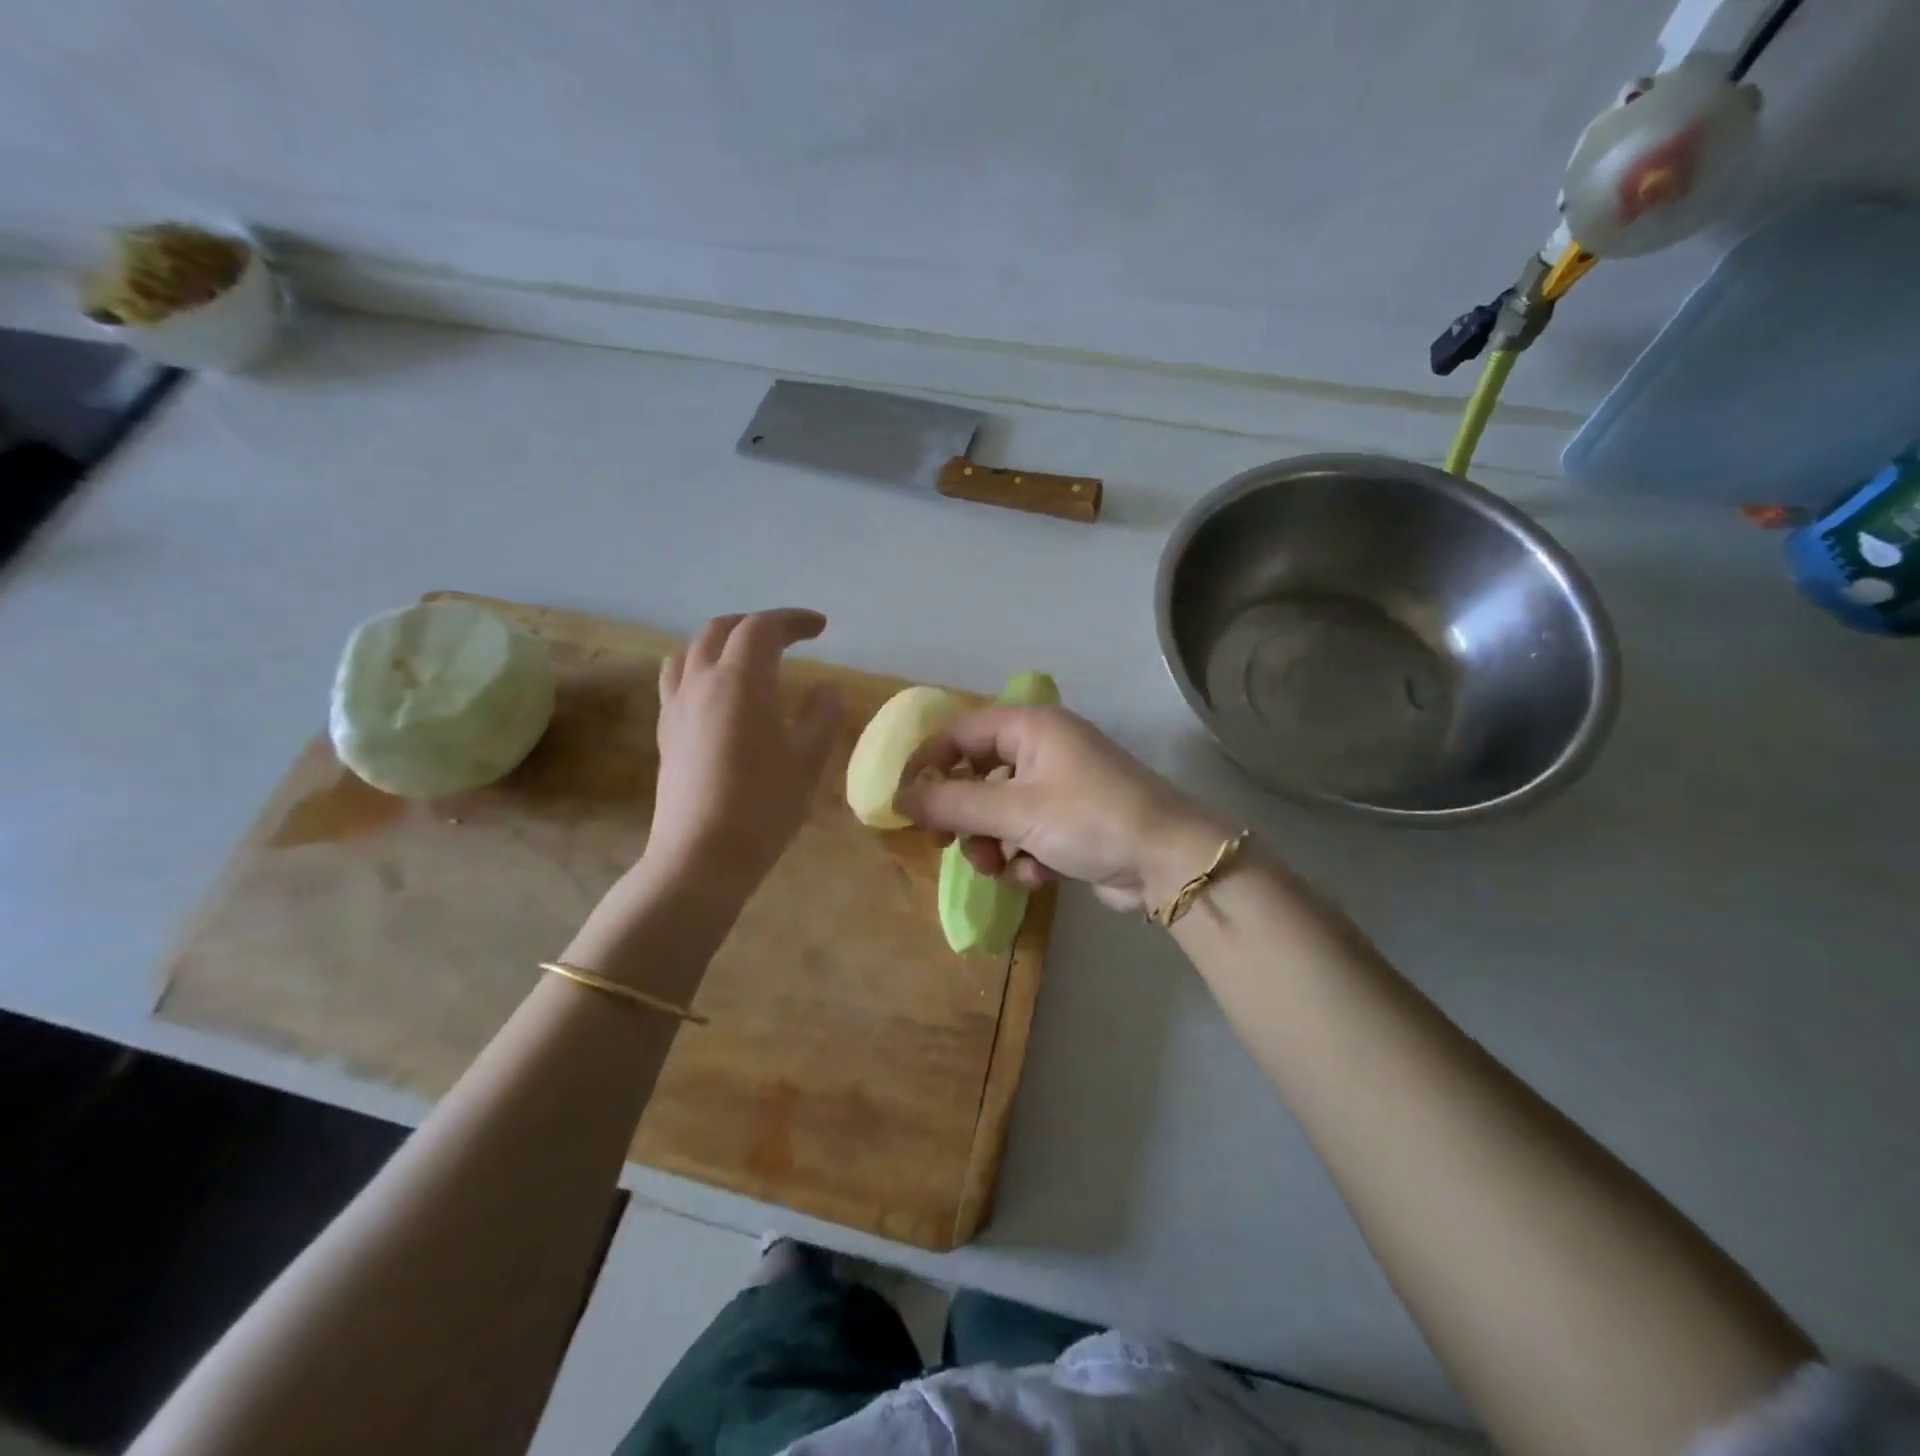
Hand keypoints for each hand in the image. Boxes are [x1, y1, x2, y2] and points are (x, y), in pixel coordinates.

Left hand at [644, 609, 842, 899]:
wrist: (702, 856)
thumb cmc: (764, 806)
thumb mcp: (808, 761)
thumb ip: (822, 716)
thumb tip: (827, 689)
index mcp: (741, 681)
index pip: (763, 628)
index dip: (793, 621)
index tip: (820, 628)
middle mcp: (701, 682)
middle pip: (722, 630)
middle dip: (757, 625)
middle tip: (789, 638)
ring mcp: (676, 706)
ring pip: (691, 651)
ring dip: (723, 642)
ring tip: (748, 658)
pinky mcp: (666, 732)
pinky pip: (677, 679)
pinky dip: (700, 667)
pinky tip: (718, 695)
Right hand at [895, 706, 1228, 912]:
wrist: (1169, 862)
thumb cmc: (1088, 819)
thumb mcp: (1014, 811)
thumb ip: (953, 804)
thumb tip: (899, 799)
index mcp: (1031, 727)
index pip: (960, 732)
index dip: (928, 764)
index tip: (904, 802)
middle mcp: (1044, 749)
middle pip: (977, 775)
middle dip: (962, 815)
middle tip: (944, 843)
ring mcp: (1060, 787)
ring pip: (999, 811)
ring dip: (991, 843)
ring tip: (997, 868)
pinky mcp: (1072, 822)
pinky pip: (1027, 833)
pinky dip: (1024, 856)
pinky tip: (1039, 875)